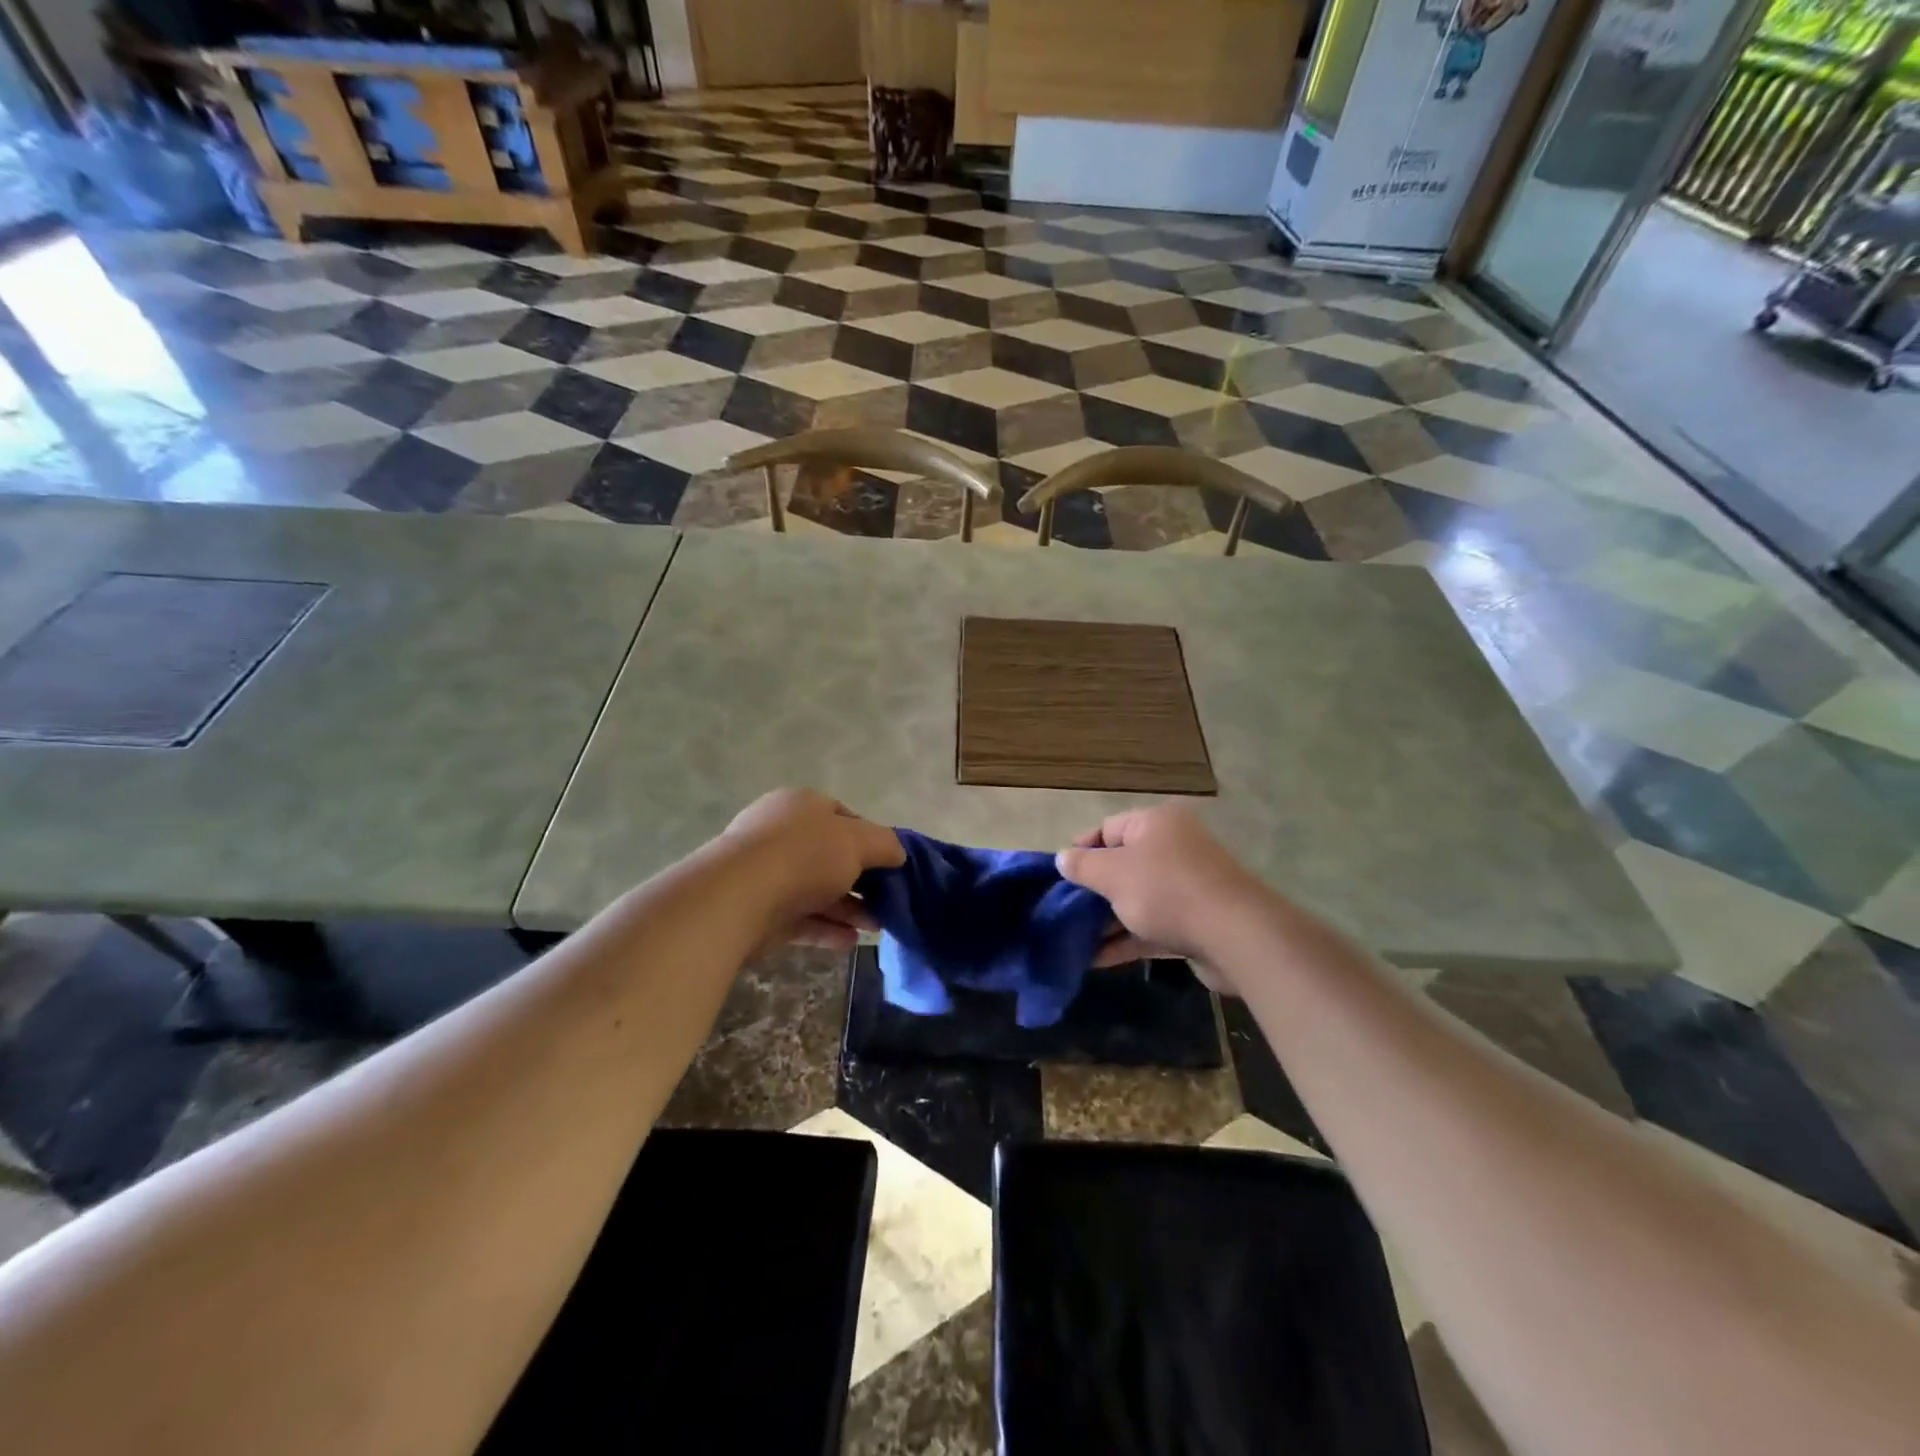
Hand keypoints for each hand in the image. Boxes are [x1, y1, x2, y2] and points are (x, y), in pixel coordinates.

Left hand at [719, 788, 903, 950]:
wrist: (739, 896)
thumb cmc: (805, 855)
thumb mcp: (858, 841)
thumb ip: (885, 844)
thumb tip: (898, 853)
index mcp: (802, 805)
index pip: (843, 817)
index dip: (871, 839)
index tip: (891, 864)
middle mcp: (781, 834)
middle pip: (830, 856)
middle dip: (861, 881)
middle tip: (887, 901)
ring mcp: (766, 873)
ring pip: (816, 890)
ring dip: (848, 909)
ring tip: (876, 928)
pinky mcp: (758, 911)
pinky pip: (799, 918)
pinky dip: (825, 929)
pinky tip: (850, 942)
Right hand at [1056, 804, 1268, 987]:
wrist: (1235, 935)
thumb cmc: (1166, 891)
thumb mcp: (1113, 874)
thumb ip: (1083, 866)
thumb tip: (1062, 858)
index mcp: (1156, 823)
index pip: (1107, 828)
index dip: (1081, 850)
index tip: (1059, 876)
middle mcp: (1174, 847)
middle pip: (1123, 864)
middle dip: (1092, 890)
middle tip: (1063, 910)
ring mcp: (1187, 886)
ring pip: (1136, 898)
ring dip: (1106, 919)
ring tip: (1072, 940)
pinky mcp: (1195, 922)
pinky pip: (1151, 926)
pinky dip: (1126, 939)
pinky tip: (1096, 960)